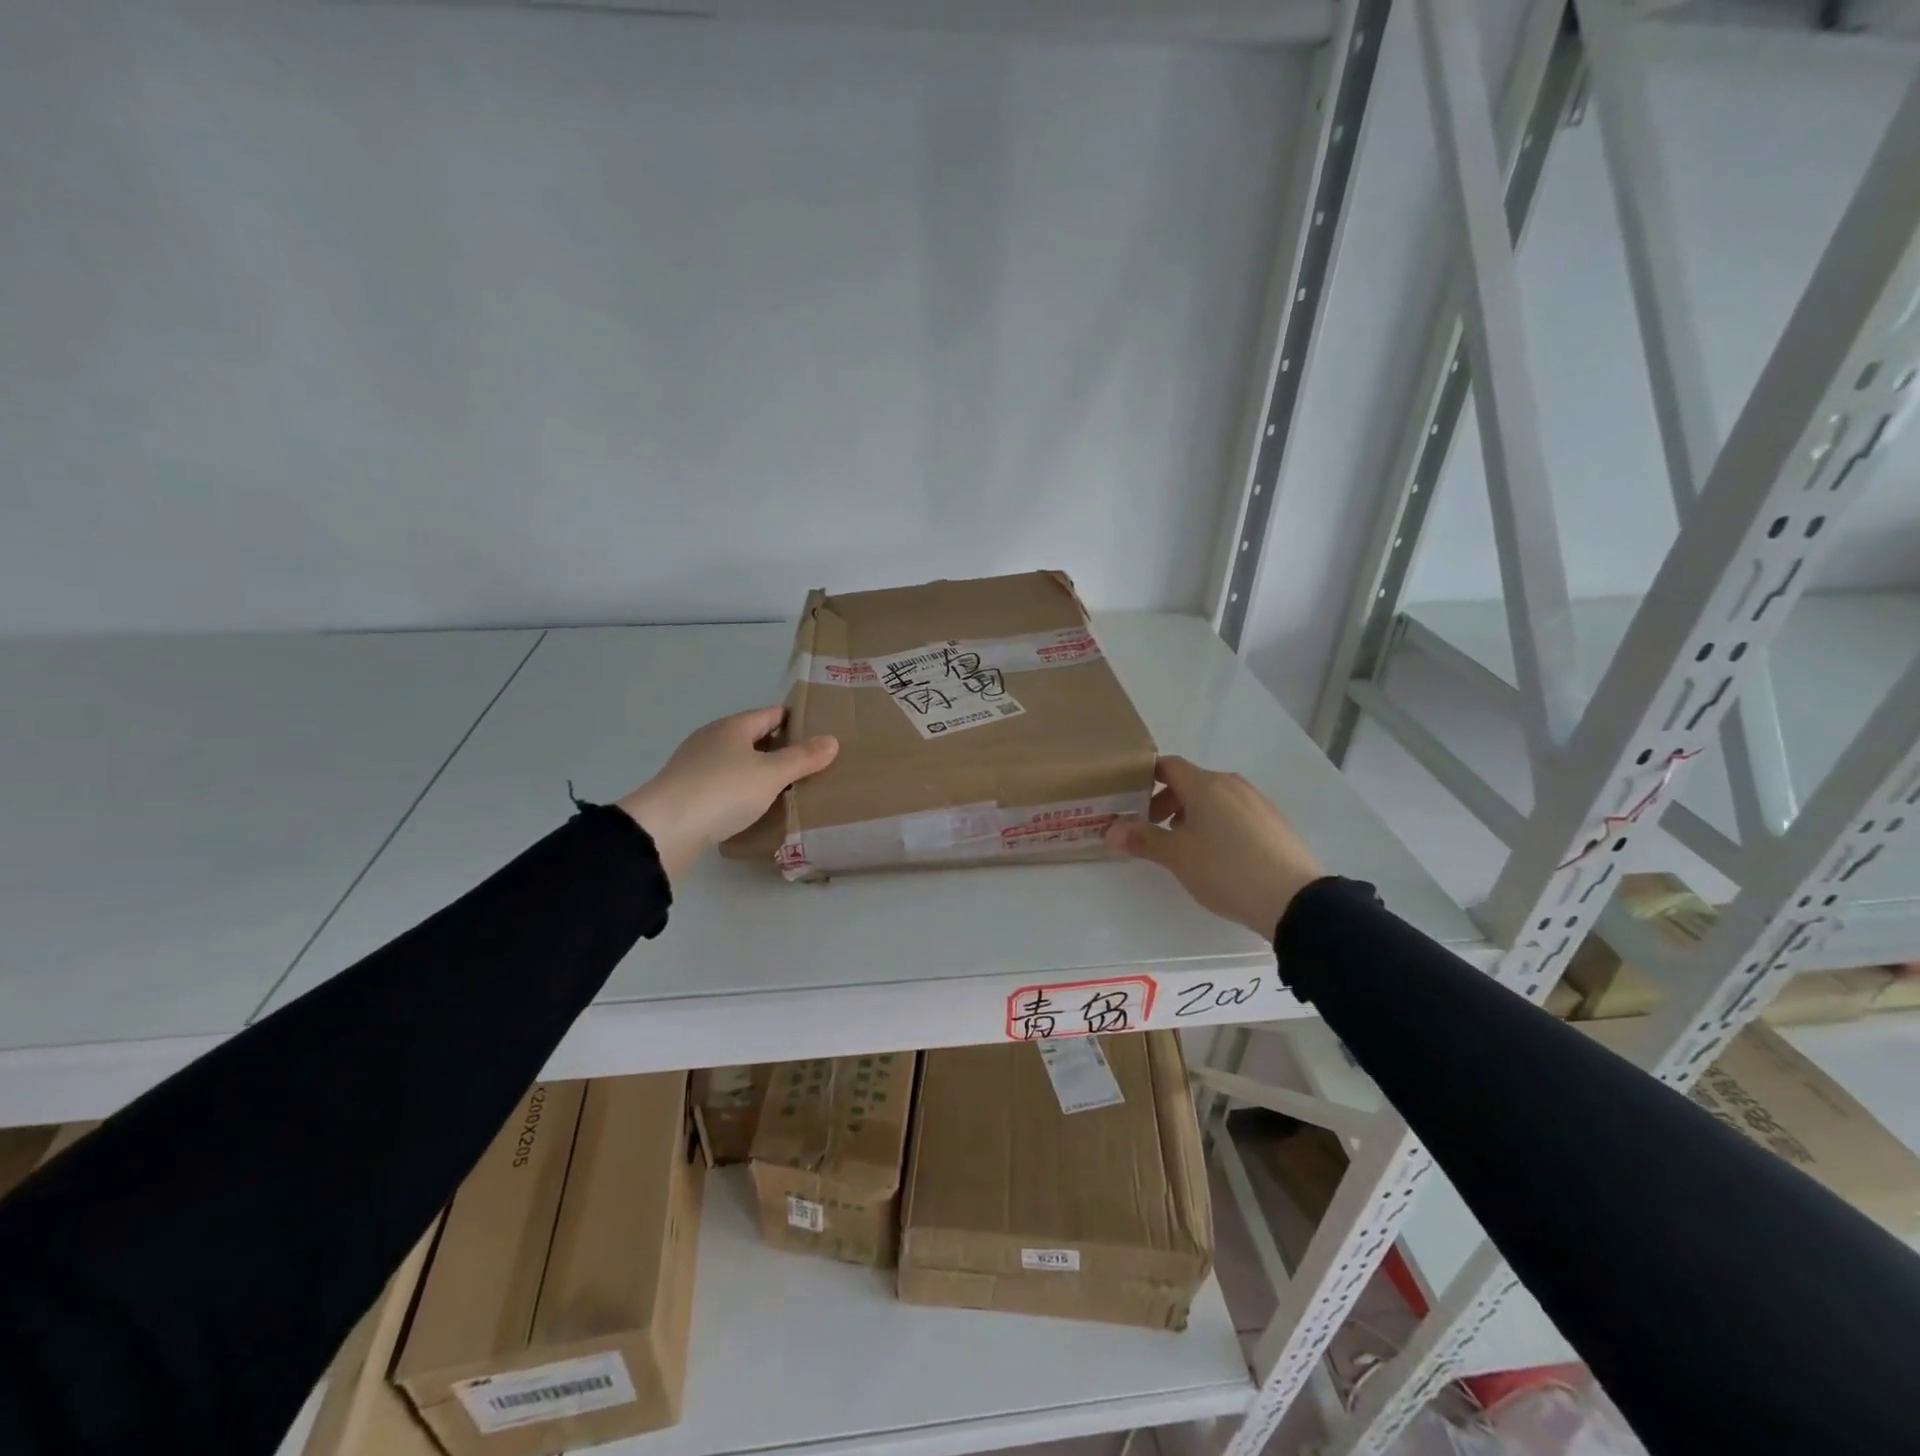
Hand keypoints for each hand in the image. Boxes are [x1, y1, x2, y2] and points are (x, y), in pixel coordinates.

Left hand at [618, 707, 837, 877]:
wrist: (664, 829)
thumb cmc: (722, 791)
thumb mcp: (771, 774)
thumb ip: (802, 758)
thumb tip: (832, 740)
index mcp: (733, 726)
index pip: (772, 714)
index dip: (797, 720)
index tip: (821, 733)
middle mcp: (712, 739)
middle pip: (755, 738)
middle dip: (782, 748)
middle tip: (813, 764)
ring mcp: (696, 766)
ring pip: (739, 762)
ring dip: (761, 772)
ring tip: (790, 789)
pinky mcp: (688, 793)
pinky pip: (725, 785)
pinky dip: (743, 791)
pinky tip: (756, 808)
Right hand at [1105, 755, 1323, 936]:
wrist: (1293, 899)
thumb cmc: (1226, 869)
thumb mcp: (1177, 856)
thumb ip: (1143, 839)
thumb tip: (1111, 831)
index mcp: (1206, 785)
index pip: (1168, 766)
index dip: (1146, 777)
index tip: (1129, 798)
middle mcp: (1232, 785)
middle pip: (1190, 782)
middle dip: (1165, 802)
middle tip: (1150, 829)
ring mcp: (1257, 802)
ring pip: (1214, 799)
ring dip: (1191, 815)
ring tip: (1182, 846)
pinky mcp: (1273, 822)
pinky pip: (1234, 813)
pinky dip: (1216, 824)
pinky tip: (1216, 856)